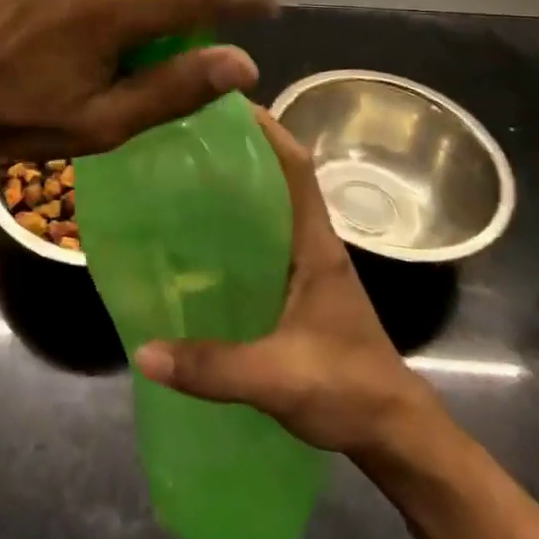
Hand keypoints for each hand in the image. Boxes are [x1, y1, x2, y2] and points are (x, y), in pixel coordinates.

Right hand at [135, 109, 448, 460]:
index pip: (295, 165)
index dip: (264, 128)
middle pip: (277, 177)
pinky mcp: (297, 290)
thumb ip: (212, 367)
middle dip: (237, 150)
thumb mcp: (278, 378)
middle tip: (181, 137)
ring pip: (269, 208)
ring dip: (234, 187)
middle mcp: (311, 244)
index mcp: (315, 244)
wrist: (396, 436)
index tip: (220, 103)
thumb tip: (142, 351)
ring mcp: (306, 266)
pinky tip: (196, 242)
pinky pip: (262, 241)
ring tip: (179, 177)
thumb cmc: (349, 391)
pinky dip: (234, 228)